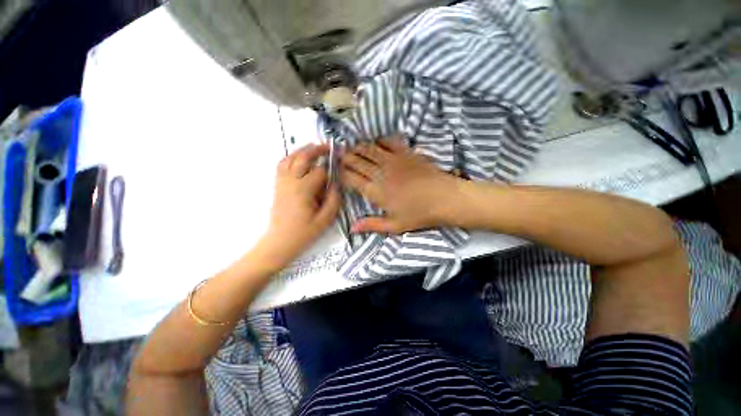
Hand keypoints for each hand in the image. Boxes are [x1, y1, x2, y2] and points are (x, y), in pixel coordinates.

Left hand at [261, 144, 340, 265]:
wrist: (280, 241)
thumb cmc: (304, 232)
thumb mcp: (325, 219)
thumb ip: (334, 200)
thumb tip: (336, 184)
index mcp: (304, 190)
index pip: (319, 172)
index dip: (330, 168)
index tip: (338, 166)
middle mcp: (291, 182)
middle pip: (302, 158)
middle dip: (316, 150)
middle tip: (327, 146)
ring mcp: (282, 182)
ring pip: (289, 158)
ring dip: (302, 150)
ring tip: (313, 147)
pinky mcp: (278, 185)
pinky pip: (281, 165)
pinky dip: (290, 157)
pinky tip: (298, 158)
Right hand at [340, 135, 458, 233]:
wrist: (444, 198)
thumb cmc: (419, 214)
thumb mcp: (394, 225)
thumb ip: (371, 225)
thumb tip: (351, 228)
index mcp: (375, 191)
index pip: (351, 178)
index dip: (341, 173)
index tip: (336, 171)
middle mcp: (380, 172)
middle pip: (356, 161)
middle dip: (345, 157)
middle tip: (338, 155)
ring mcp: (393, 160)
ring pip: (368, 149)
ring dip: (358, 147)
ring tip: (351, 147)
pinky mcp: (405, 152)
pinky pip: (388, 142)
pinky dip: (379, 141)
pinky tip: (376, 142)